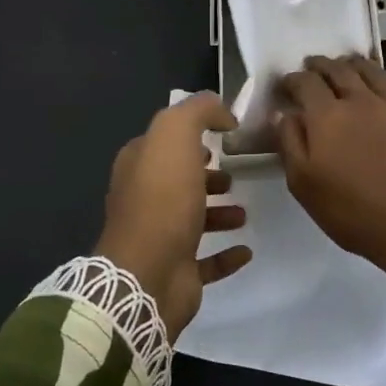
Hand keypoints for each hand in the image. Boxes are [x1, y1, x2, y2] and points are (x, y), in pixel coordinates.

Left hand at [94, 93, 252, 338]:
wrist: (148, 274)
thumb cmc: (162, 199)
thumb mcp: (175, 135)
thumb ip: (197, 112)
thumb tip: (221, 111)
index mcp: (139, 166)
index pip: (164, 144)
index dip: (190, 137)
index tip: (222, 137)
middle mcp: (144, 200)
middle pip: (179, 181)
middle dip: (205, 176)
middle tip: (232, 176)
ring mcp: (159, 238)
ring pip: (192, 219)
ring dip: (219, 213)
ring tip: (244, 211)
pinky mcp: (178, 271)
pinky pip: (207, 261)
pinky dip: (226, 254)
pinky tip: (246, 249)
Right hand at [278, 49, 385, 314]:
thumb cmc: (353, 212)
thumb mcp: (304, 185)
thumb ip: (290, 144)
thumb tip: (283, 113)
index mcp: (327, 117)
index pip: (305, 84)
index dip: (293, 80)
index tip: (286, 84)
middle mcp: (361, 102)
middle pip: (338, 72)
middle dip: (322, 65)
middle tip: (313, 65)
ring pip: (375, 73)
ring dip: (358, 63)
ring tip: (348, 60)